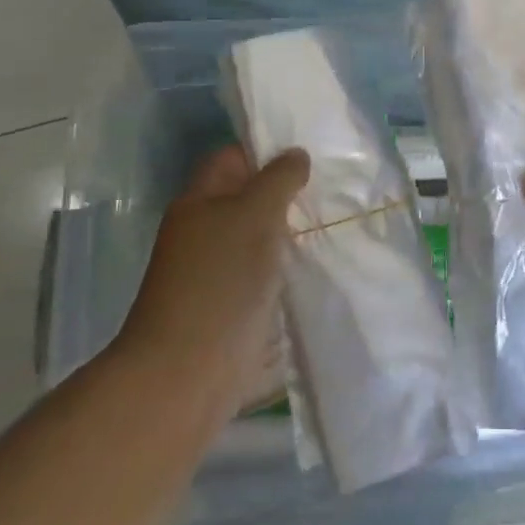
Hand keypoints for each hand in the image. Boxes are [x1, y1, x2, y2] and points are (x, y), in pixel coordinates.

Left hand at [116, 144, 309, 419]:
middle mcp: (203, 232)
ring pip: (259, 238)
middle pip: (248, 199)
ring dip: (290, 233)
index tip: (310, 153)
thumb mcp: (255, 214)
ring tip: (336, 222)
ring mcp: (216, 272)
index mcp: (198, 201)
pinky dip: (288, 269)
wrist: (188, 374)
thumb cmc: (220, 281)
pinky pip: (265, 274)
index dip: (266, 150)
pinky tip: (320, 265)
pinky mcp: (232, 308)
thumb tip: (295, 155)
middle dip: (287, 194)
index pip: (232, 158)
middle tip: (333, 188)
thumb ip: (279, 179)